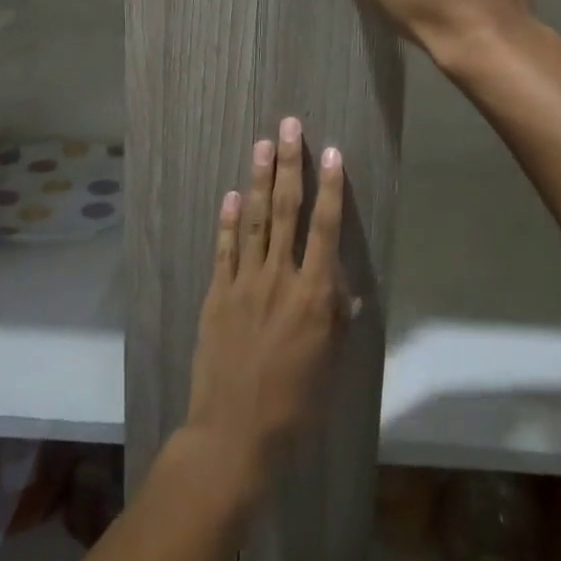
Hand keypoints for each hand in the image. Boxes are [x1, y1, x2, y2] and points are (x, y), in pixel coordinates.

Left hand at [182, 118, 348, 499]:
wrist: (235, 434)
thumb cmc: (295, 405)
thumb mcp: (330, 365)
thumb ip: (336, 319)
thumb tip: (342, 286)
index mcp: (314, 295)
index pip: (325, 228)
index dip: (330, 187)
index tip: (331, 152)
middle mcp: (280, 278)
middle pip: (287, 210)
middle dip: (289, 164)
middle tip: (289, 126)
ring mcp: (245, 283)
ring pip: (256, 220)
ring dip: (260, 179)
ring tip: (262, 144)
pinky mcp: (218, 294)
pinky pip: (225, 248)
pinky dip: (229, 220)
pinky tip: (232, 194)